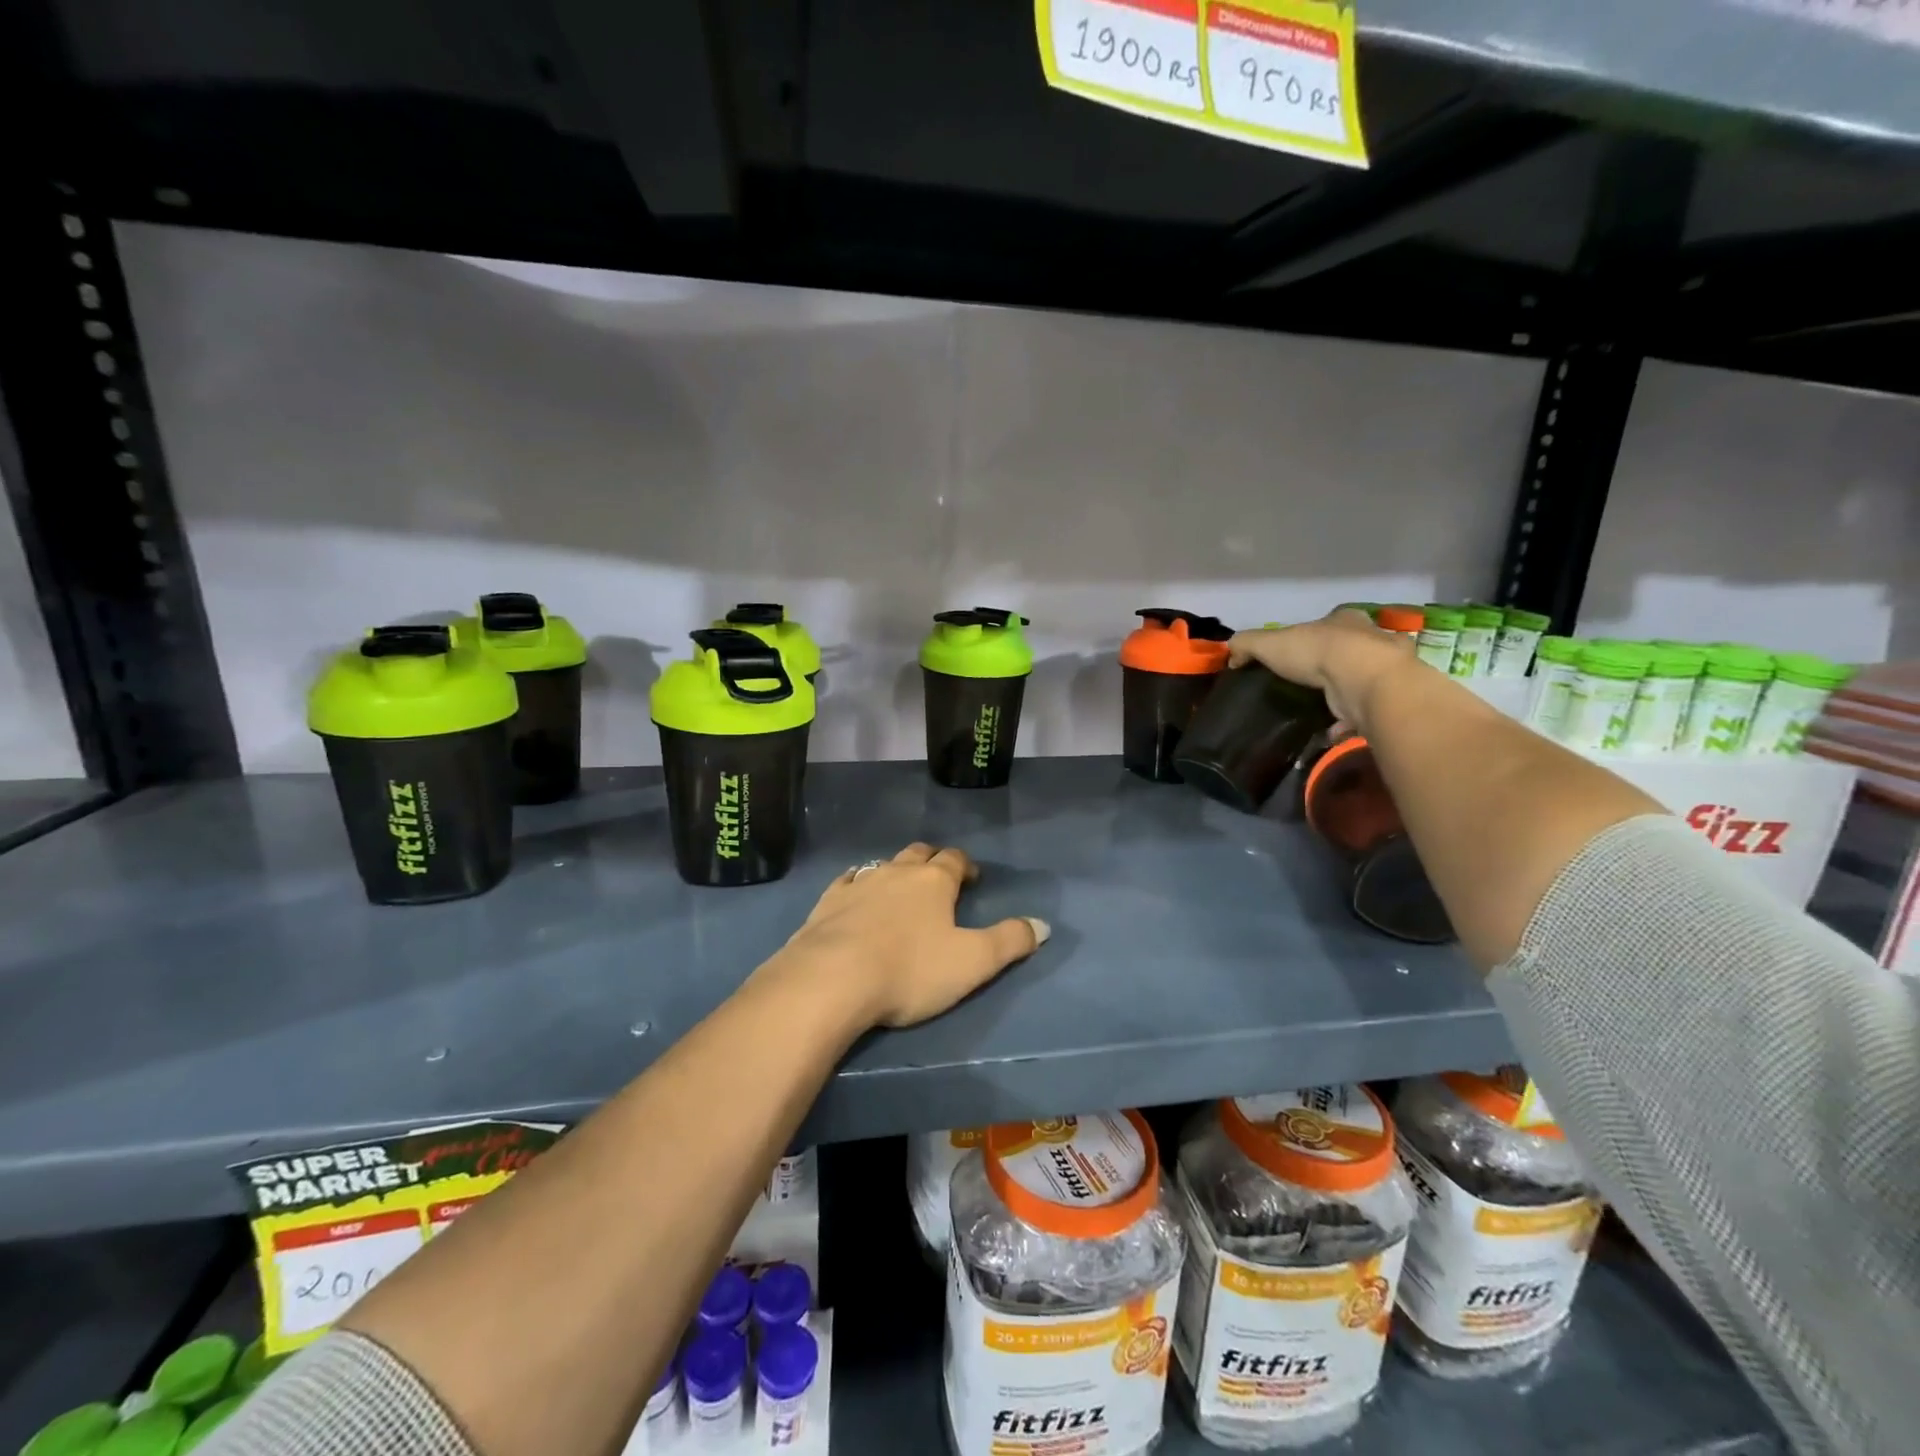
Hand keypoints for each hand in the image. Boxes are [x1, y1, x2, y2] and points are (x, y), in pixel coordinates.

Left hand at [774, 843, 1048, 1029]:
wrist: (831, 980)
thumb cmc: (910, 970)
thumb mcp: (972, 962)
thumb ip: (1010, 941)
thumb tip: (1044, 925)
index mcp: (933, 881)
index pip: (955, 860)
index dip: (966, 866)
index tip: (972, 878)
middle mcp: (896, 872)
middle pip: (918, 854)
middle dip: (932, 860)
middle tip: (939, 877)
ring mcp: (858, 884)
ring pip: (883, 864)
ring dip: (895, 870)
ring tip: (901, 887)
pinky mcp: (827, 902)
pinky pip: (847, 881)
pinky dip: (857, 882)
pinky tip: (854, 889)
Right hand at [1228, 609, 1413, 731]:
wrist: (1365, 679)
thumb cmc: (1317, 651)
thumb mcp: (1269, 643)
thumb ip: (1247, 644)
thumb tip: (1230, 653)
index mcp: (1343, 620)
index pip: (1329, 622)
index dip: (1313, 635)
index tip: (1298, 653)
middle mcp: (1370, 639)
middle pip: (1349, 649)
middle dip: (1332, 664)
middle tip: (1309, 683)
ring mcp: (1384, 669)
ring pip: (1362, 679)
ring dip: (1344, 694)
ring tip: (1320, 710)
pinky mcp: (1388, 697)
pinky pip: (1366, 710)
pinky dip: (1349, 721)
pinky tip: (1331, 731)